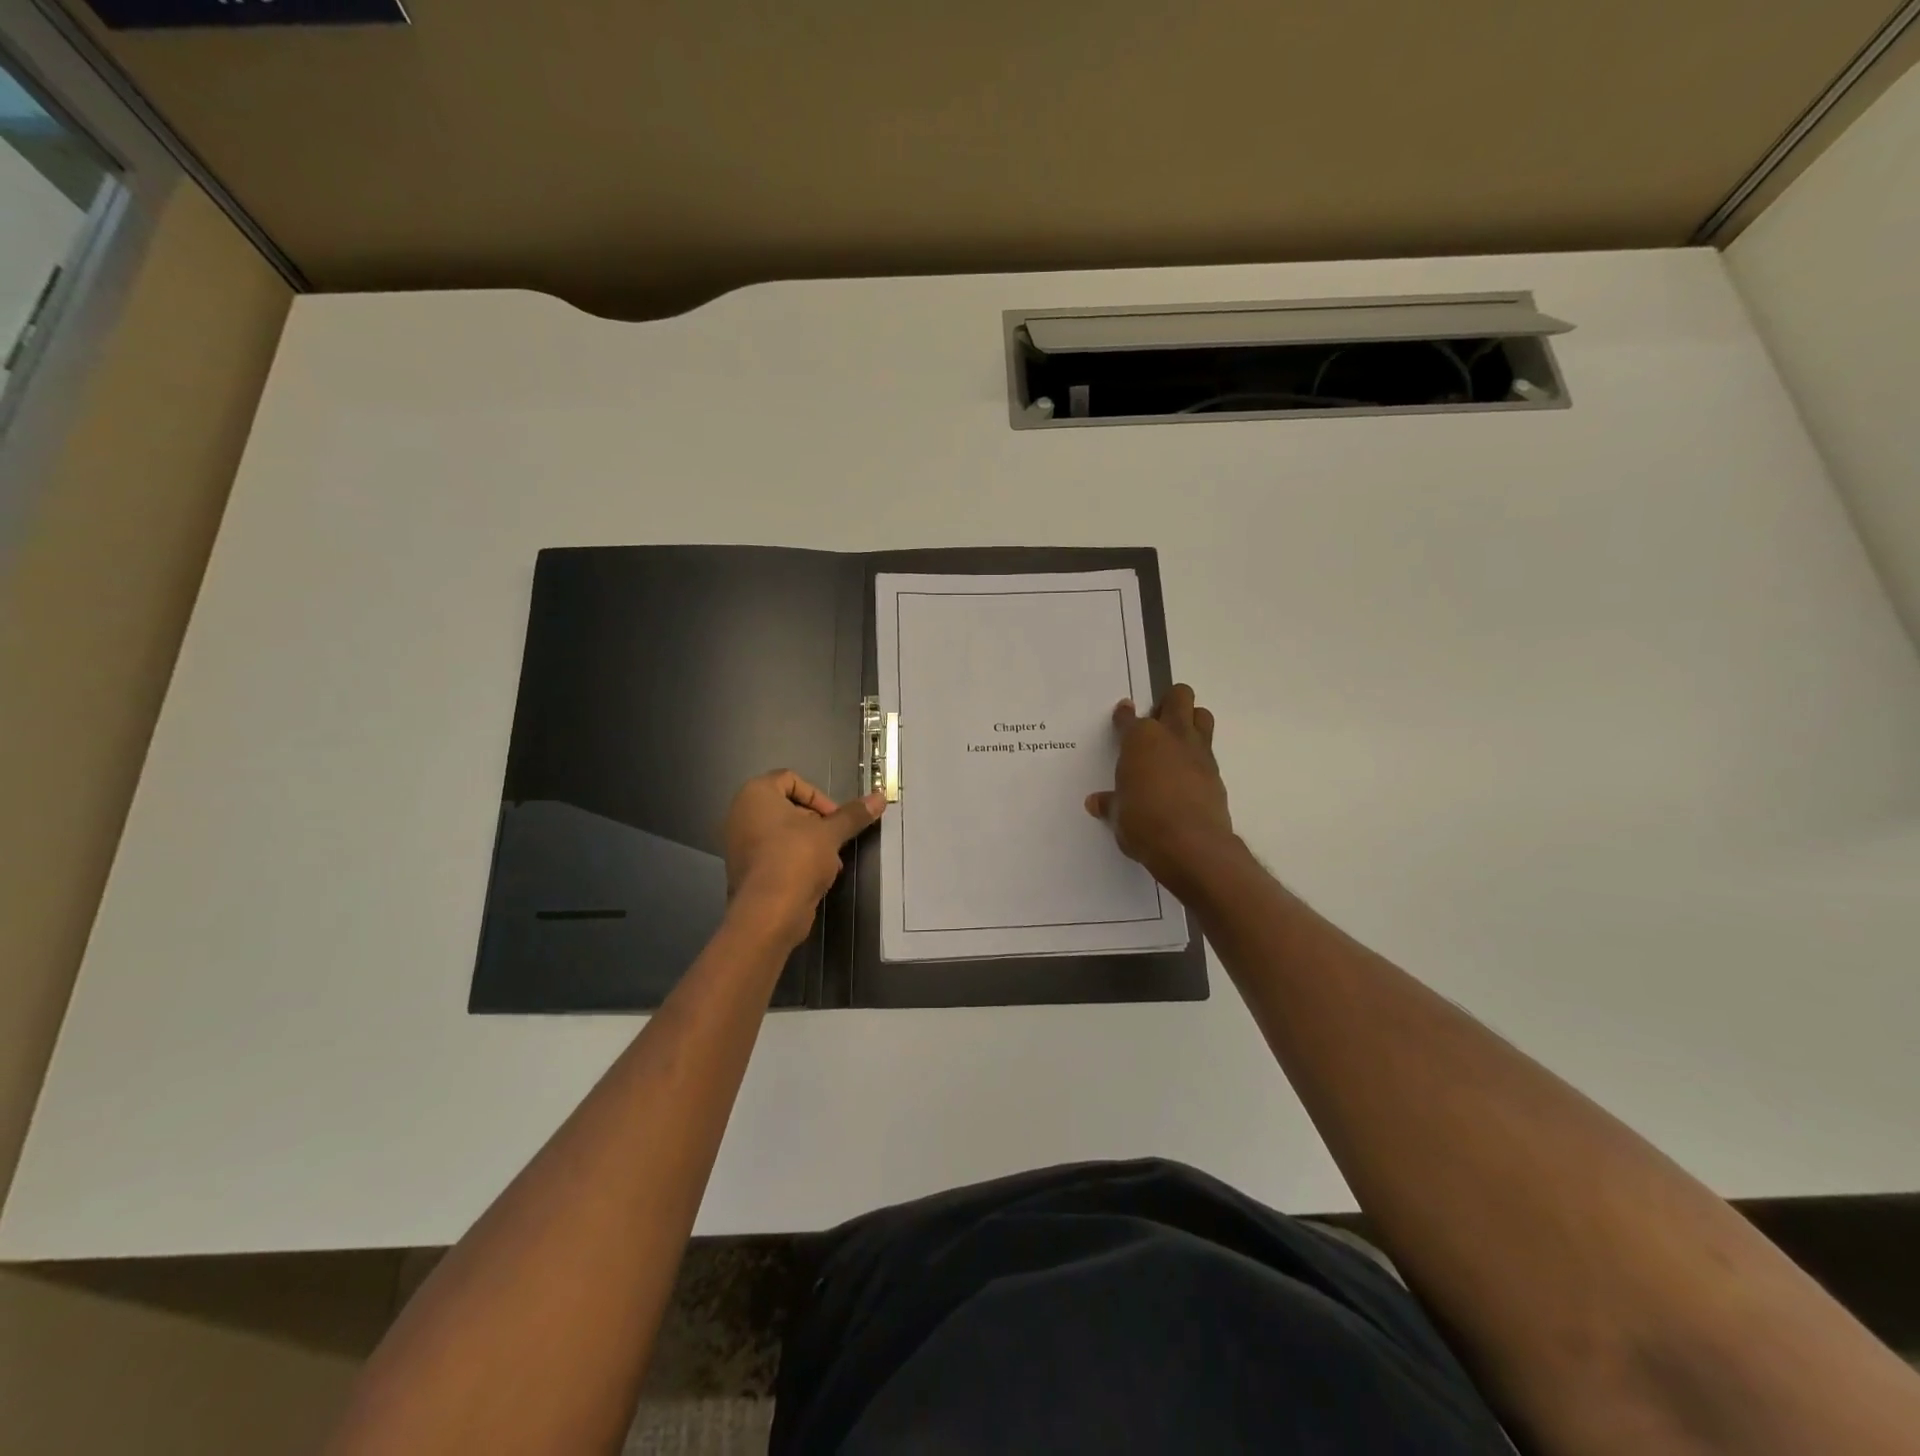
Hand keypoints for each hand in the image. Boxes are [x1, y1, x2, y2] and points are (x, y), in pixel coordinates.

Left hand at [723, 771, 884, 949]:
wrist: (768, 912)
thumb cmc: (796, 858)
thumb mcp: (830, 833)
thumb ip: (853, 814)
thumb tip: (880, 797)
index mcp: (756, 794)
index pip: (791, 779)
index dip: (818, 796)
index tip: (835, 818)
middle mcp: (742, 814)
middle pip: (789, 806)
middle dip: (818, 822)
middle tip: (836, 839)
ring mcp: (740, 843)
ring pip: (784, 833)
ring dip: (811, 843)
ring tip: (831, 861)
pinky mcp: (747, 869)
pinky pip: (776, 854)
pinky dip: (796, 859)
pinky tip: (817, 876)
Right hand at [1085, 685, 1236, 898]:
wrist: (1191, 846)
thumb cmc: (1143, 823)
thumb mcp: (1118, 815)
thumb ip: (1110, 803)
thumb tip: (1097, 802)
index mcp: (1140, 739)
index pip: (1128, 717)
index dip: (1123, 715)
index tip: (1123, 713)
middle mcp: (1171, 736)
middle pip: (1178, 696)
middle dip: (1167, 702)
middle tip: (1155, 722)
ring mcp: (1198, 752)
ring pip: (1202, 715)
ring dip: (1190, 721)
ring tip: (1175, 741)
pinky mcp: (1216, 773)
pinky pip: (1208, 751)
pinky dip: (1197, 756)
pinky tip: (1186, 775)